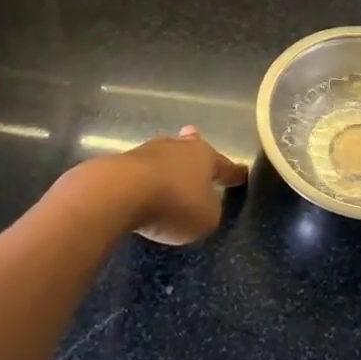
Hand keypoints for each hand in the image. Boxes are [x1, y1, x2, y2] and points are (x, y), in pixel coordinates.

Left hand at [119, 126, 248, 244]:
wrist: (117, 193)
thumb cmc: (174, 203)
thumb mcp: (206, 218)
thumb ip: (210, 211)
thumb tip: (203, 204)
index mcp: (205, 157)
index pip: (225, 166)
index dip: (234, 173)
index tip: (242, 173)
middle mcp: (178, 148)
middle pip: (190, 149)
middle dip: (195, 149)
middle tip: (196, 141)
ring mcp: (146, 152)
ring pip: (163, 156)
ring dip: (167, 164)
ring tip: (169, 170)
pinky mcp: (119, 164)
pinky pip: (140, 172)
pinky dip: (144, 179)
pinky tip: (141, 187)